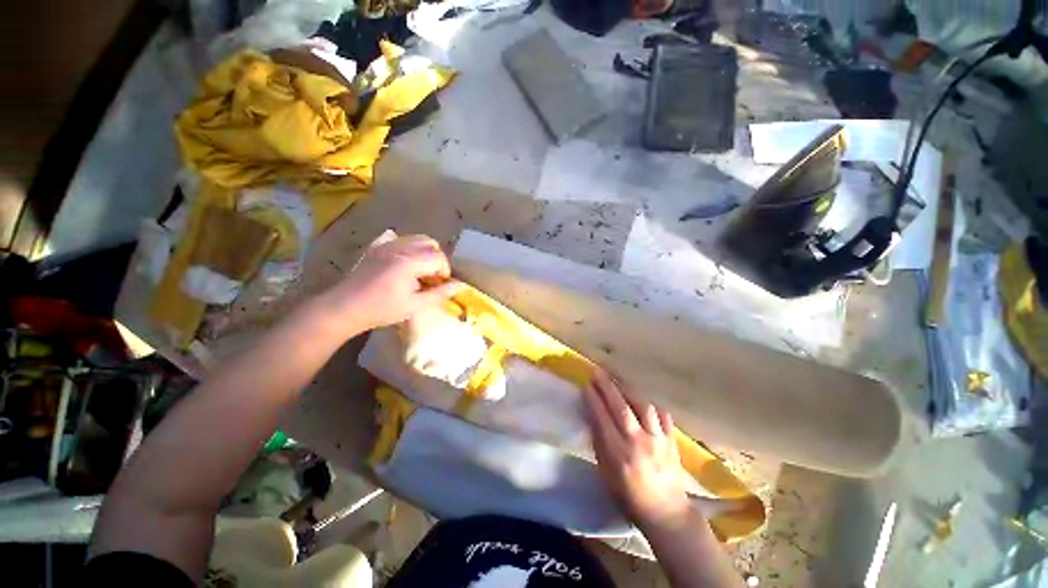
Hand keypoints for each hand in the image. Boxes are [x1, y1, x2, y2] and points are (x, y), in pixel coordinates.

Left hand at [322, 230, 460, 332]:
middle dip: (437, 259)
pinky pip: (395, 238)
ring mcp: (385, 245)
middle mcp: (399, 248)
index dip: (445, 271)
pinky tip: (403, 258)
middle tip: (433, 277)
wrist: (345, 307)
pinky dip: (405, 245)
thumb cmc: (381, 309)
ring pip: (415, 238)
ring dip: (424, 252)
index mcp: (409, 262)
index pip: (438, 258)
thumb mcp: (414, 306)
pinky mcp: (375, 247)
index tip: (440, 285)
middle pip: (430, 243)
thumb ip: (439, 294)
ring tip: (420, 270)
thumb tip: (460, 285)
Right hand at [583, 368, 691, 531]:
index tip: (586, 385)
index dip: (593, 399)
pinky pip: (662, 415)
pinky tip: (643, 401)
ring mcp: (658, 439)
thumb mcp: (606, 474)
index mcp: (619, 454)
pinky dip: (651, 405)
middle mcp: (638, 442)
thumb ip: (600, 444)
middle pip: (621, 407)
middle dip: (607, 386)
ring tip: (617, 381)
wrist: (667, 513)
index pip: (603, 418)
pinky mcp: (672, 440)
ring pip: (643, 406)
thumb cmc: (629, 497)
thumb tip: (593, 416)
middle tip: (597, 372)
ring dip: (628, 390)